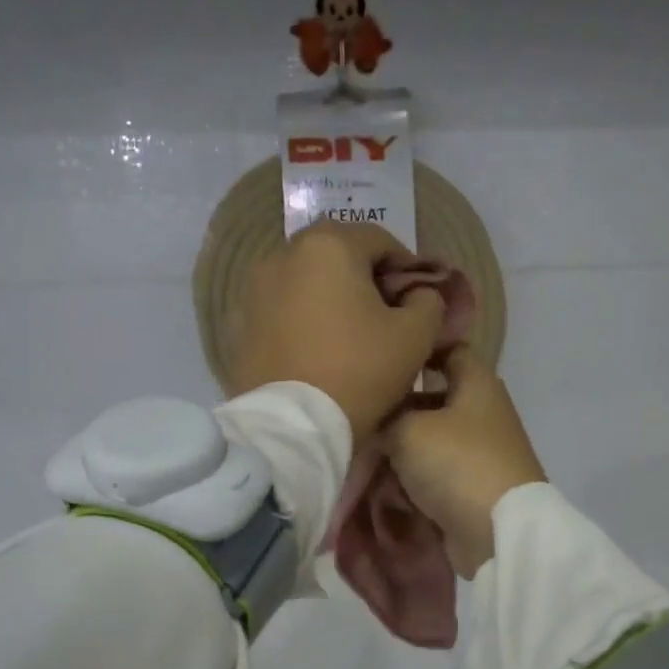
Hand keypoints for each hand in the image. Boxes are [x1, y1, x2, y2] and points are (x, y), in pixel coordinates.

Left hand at [227, 222, 445, 438]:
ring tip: (351, 333)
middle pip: (338, 256)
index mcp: (328, 246)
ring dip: (331, 297)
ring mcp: (254, 289)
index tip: (419, 298)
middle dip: (366, 279)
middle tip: (386, 315)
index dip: (407, 267)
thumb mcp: (415, 336)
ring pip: (307, 282)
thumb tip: (419, 294)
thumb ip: (428, 301)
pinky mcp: (240, 323)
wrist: (293, 427)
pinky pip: (283, 310)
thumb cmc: (359, 372)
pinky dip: (303, 319)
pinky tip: (318, 348)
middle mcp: (283, 255)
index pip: (380, 240)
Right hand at [382, 346, 546, 578]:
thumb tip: (375, 423)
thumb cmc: (457, 462)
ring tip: (362, 456)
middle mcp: (481, 413)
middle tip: (359, 415)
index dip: (418, 350)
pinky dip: (410, 479)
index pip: (449, 349)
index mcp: (477, 384)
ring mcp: (479, 453)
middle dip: (396, 410)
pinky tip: (381, 485)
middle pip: (431, 401)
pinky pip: (432, 474)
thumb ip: (386, 417)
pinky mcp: (471, 488)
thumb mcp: (408, 429)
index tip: (383, 358)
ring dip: (398, 450)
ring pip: (427, 441)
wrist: (497, 532)